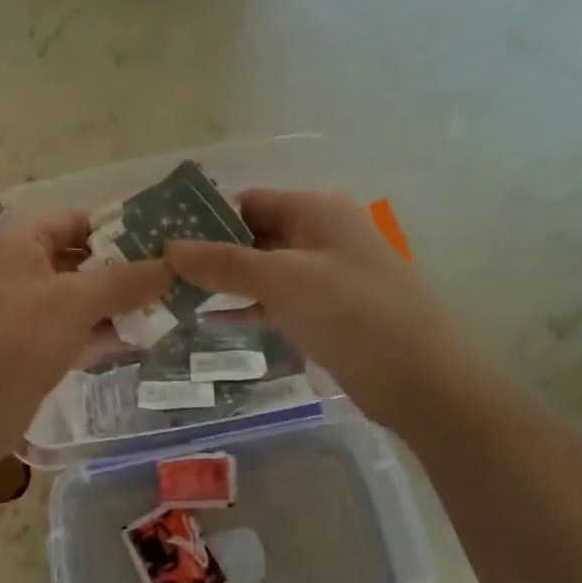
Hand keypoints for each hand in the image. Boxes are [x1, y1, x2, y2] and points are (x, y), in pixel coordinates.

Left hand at [0, 210, 171, 469]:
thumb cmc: (15, 341)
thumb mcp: (74, 302)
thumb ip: (124, 281)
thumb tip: (172, 266)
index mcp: (20, 245)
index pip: (75, 221)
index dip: (118, 227)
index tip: (162, 241)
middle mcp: (20, 272)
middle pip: (81, 261)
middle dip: (125, 272)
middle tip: (176, 278)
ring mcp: (24, 314)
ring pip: (80, 301)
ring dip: (119, 306)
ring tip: (171, 309)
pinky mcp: (31, 350)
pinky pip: (74, 333)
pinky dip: (103, 335)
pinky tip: (143, 341)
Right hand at [165, 190, 469, 425]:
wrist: (422, 381)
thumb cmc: (352, 314)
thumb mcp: (282, 281)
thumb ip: (224, 263)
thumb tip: (169, 248)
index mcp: (317, 211)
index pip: (248, 202)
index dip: (206, 217)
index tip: (162, 238)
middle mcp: (320, 235)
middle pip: (253, 235)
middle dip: (210, 252)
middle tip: (159, 271)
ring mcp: (325, 276)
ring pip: (262, 271)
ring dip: (224, 282)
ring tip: (173, 296)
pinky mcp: (326, 313)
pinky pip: (276, 302)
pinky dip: (246, 308)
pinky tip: (209, 321)